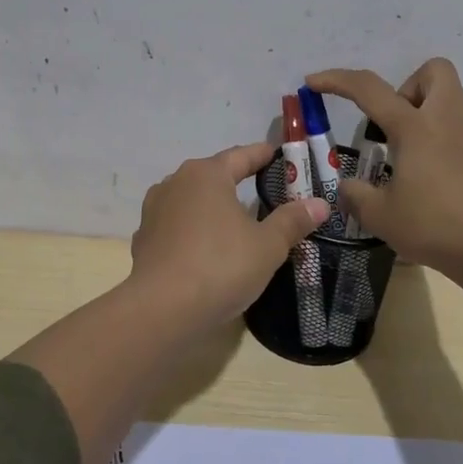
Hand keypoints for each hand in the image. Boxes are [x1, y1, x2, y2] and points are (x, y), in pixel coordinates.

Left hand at [129, 143, 330, 329]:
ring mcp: (154, 211)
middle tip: (262, 189)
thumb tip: (319, 204)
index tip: (277, 154)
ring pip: (191, 201)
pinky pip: (176, 227)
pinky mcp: (143, 239)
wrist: (161, 309)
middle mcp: (175, 183)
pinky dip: (193, 231)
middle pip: (213, 175)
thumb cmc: (220, 266)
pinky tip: (204, 248)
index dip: (262, 155)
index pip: (241, 156)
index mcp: (206, 175)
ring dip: (212, 206)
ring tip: (233, 219)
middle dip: (236, 180)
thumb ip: (292, 221)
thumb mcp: (267, 246)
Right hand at [306, 59, 462, 285]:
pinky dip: (446, 142)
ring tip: (411, 158)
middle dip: (408, 87)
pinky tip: (439, 180)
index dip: (337, 80)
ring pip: (452, 100)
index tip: (314, 82)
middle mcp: (449, 119)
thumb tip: (348, 188)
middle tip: (393, 125)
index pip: (369, 89)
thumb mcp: (380, 215)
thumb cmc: (434, 226)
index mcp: (415, 127)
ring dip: (427, 114)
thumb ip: (357, 195)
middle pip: (434, 71)